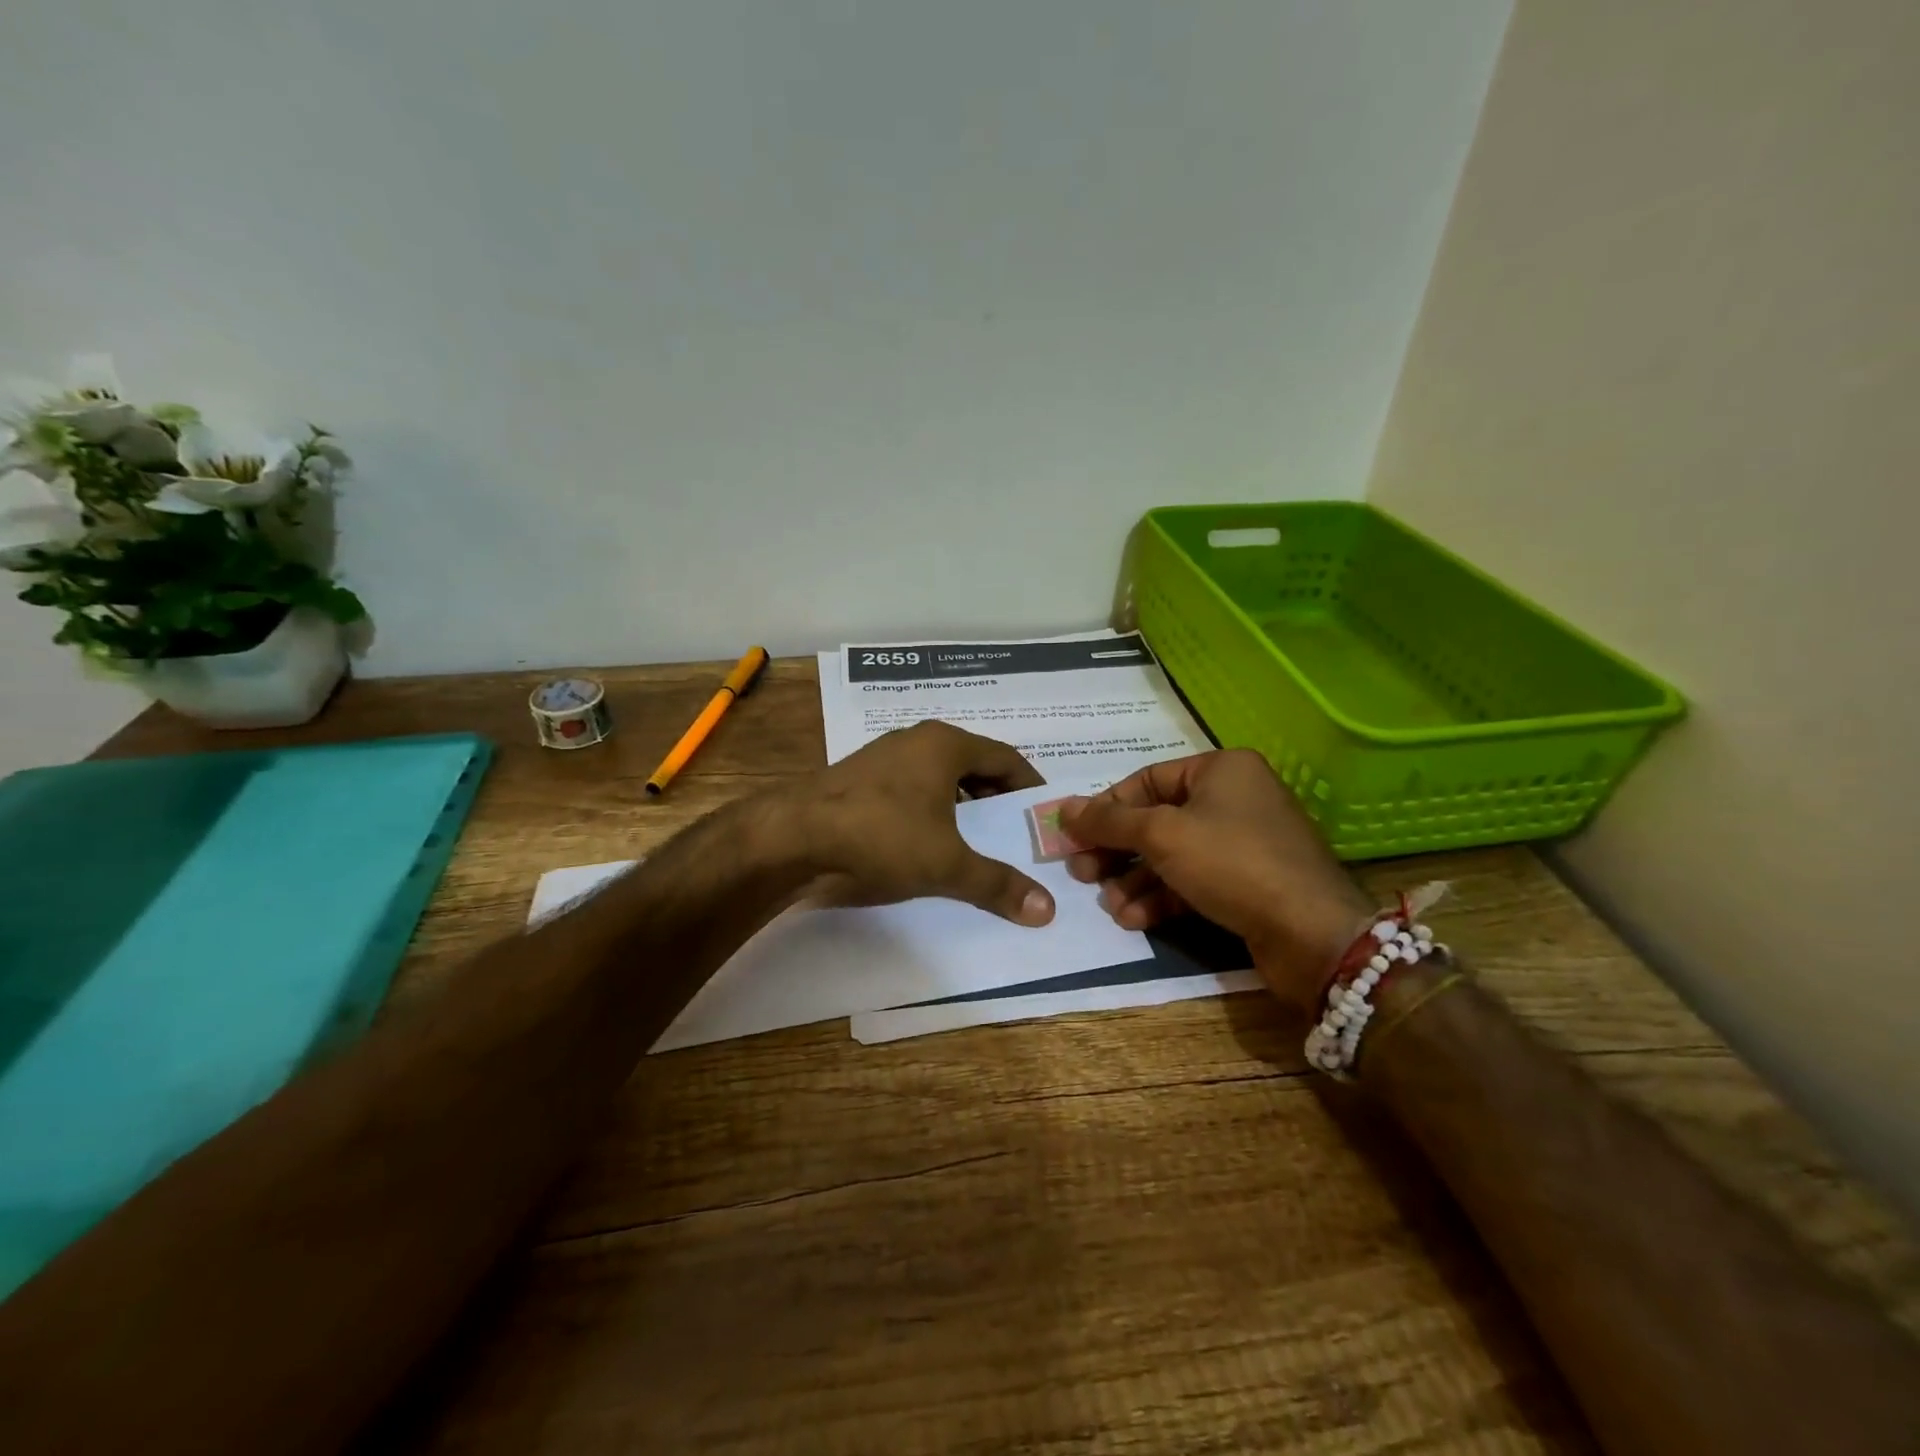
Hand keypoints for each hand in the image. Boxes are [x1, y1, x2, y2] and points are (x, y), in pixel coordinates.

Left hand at [795, 721, 1055, 926]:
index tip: (1043, 814)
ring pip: (938, 778)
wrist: (790, 839)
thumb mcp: (947, 864)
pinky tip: (927, 843)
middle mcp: (915, 741)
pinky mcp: (857, 781)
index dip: (1029, 785)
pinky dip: (928, 812)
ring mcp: (882, 758)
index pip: (1005, 757)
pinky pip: (909, 791)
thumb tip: (1047, 911)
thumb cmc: (881, 836)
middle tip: (1014, 834)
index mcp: (945, 744)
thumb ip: (997, 884)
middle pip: (973, 765)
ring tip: (975, 842)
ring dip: (961, 806)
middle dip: (996, 799)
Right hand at [1058, 749, 1371, 1011]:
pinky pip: (1192, 881)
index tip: (1073, 837)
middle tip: (1082, 874)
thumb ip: (1108, 821)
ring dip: (1135, 881)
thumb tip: (1062, 808)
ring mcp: (1243, 843)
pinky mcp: (1247, 884)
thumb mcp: (1161, 835)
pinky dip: (1161, 898)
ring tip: (1109, 906)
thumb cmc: (1232, 863)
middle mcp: (1234, 799)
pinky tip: (1134, 920)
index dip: (1105, 809)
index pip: (1146, 780)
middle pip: (1156, 820)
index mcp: (1221, 769)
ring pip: (1171, 855)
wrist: (1312, 934)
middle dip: (1117, 851)